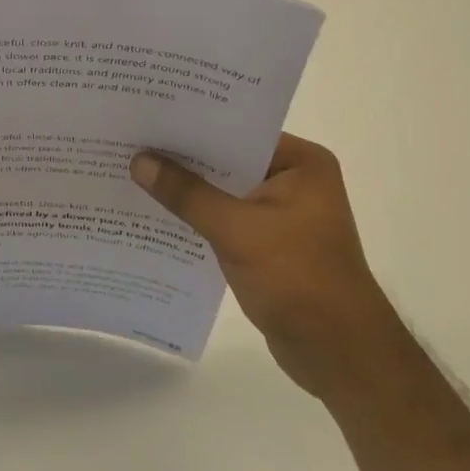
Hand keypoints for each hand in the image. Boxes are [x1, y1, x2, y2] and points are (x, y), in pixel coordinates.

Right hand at [131, 133, 409, 403]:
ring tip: (132, 171)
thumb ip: (186, 194)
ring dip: (186, 189)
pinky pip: (223, 217)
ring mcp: (281, 212)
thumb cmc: (298, 279)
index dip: (193, 124)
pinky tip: (155, 212)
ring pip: (222, 190)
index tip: (148, 115)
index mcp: (301, 163)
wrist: (338, 355)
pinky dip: (196, 216)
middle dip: (183, 157)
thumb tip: (139, 161)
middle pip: (227, 159)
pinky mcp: (267, 242)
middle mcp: (293, 179)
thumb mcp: (237, 231)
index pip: (238, 130)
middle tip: (131, 140)